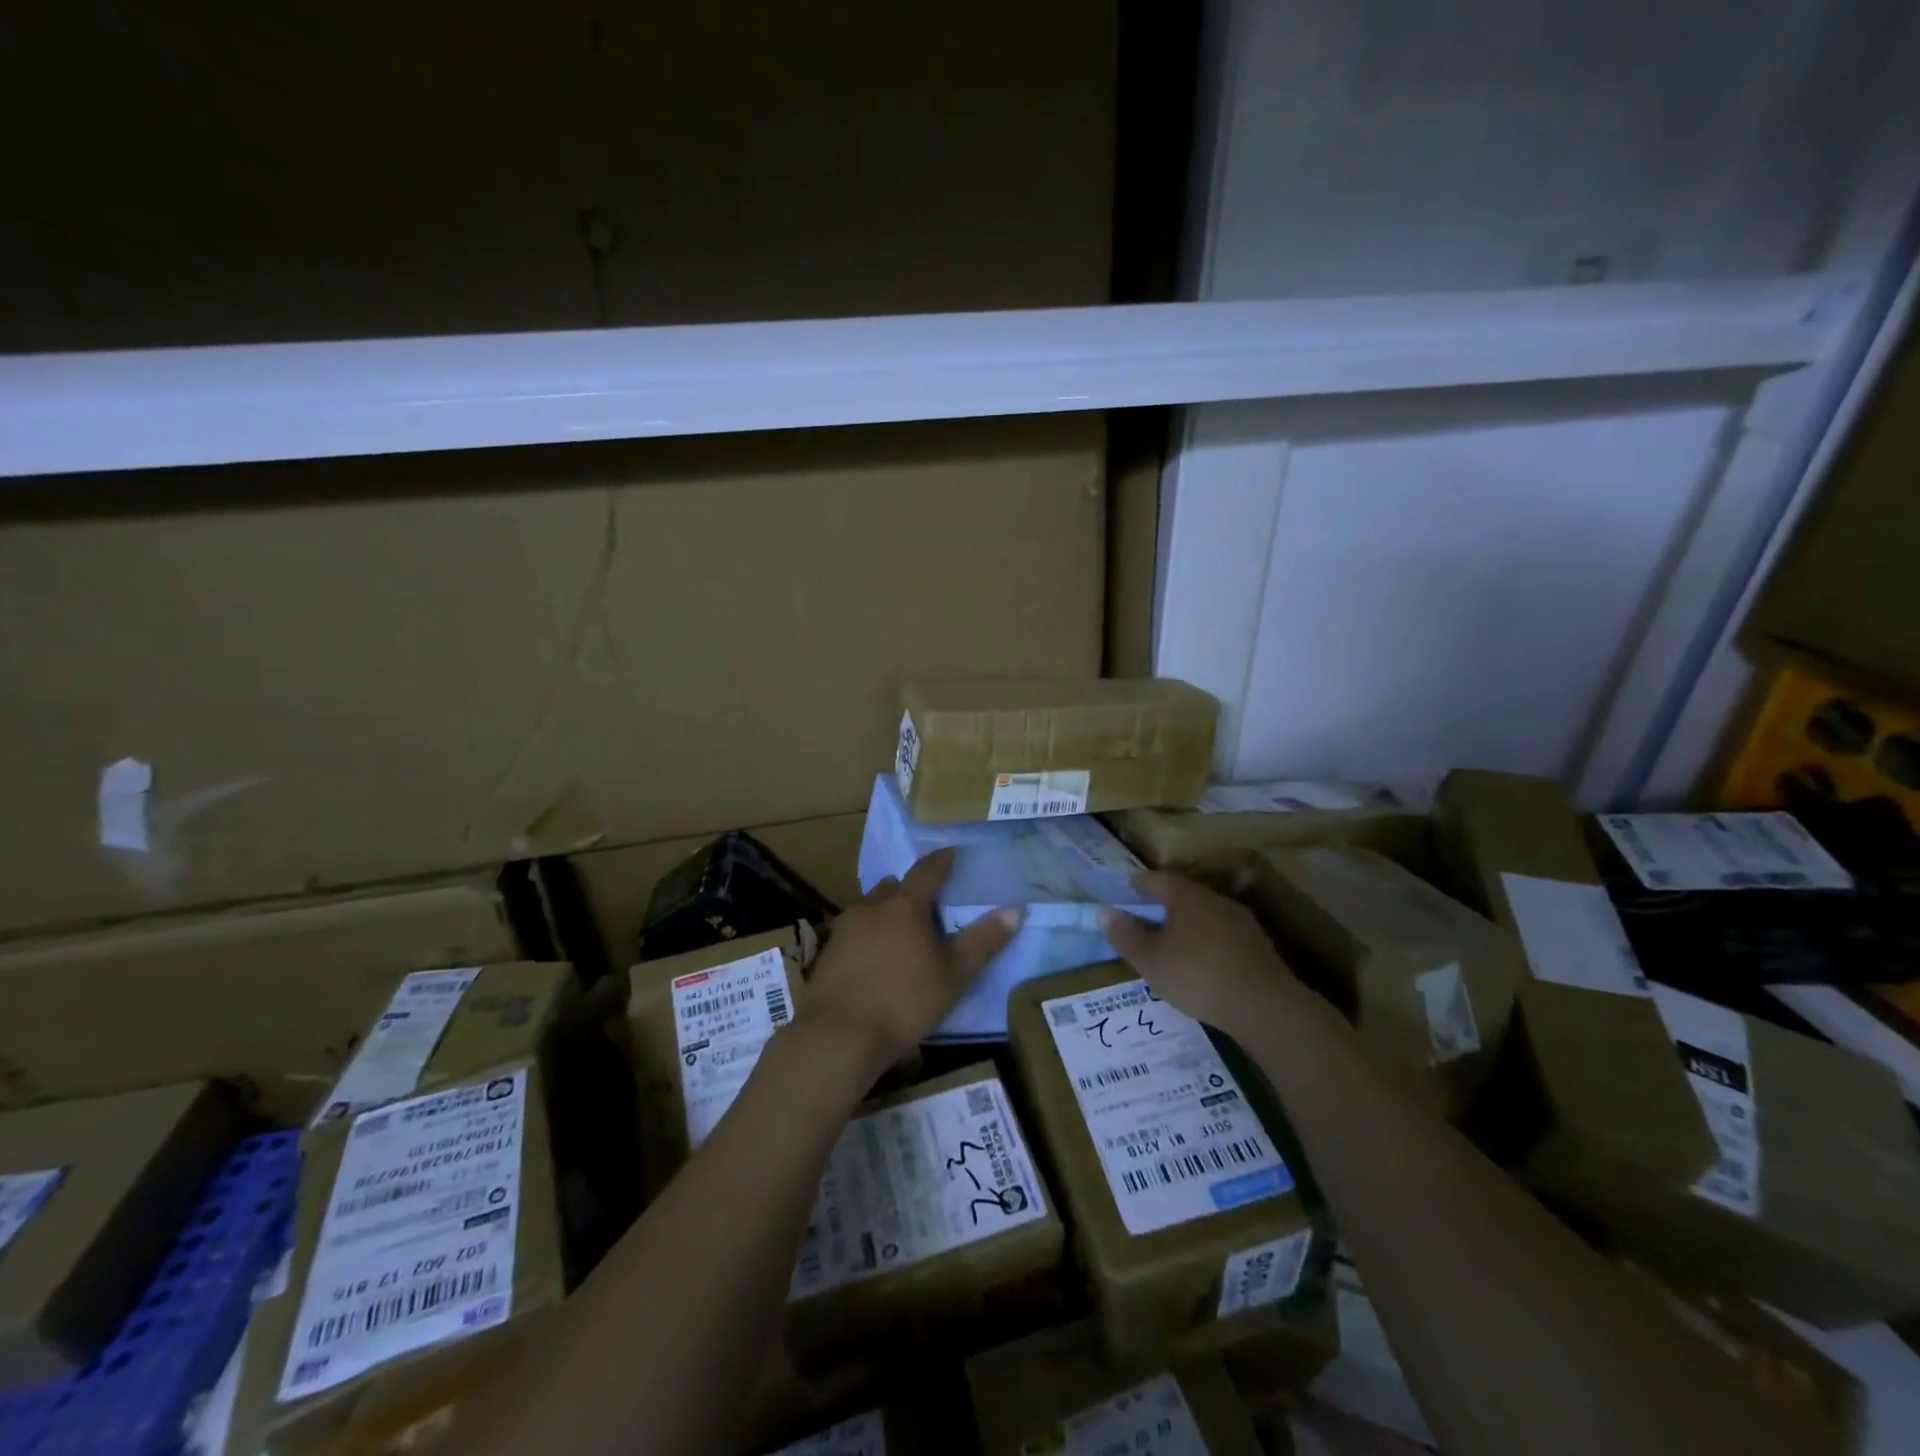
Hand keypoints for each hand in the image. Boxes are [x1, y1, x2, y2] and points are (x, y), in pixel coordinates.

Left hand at [803, 848, 1020, 1076]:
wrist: (838, 1036)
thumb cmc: (904, 1001)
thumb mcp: (954, 976)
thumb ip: (983, 941)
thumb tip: (1015, 909)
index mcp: (905, 905)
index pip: (928, 871)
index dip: (942, 860)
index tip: (952, 852)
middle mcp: (872, 906)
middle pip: (894, 887)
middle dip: (910, 890)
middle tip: (927, 903)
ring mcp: (844, 928)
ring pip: (870, 907)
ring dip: (886, 912)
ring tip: (901, 931)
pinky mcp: (827, 952)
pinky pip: (854, 931)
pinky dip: (867, 935)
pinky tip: (874, 958)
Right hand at [1099, 870, 1294, 1031]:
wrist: (1265, 1006)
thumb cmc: (1197, 975)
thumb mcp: (1150, 960)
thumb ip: (1126, 935)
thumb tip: (1105, 912)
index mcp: (1187, 897)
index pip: (1160, 878)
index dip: (1142, 882)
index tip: (1130, 887)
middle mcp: (1215, 900)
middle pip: (1186, 894)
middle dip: (1166, 903)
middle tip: (1149, 916)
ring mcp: (1242, 922)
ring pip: (1208, 914)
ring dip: (1190, 923)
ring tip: (1175, 942)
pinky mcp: (1259, 946)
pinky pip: (1225, 935)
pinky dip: (1209, 941)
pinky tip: (1205, 962)